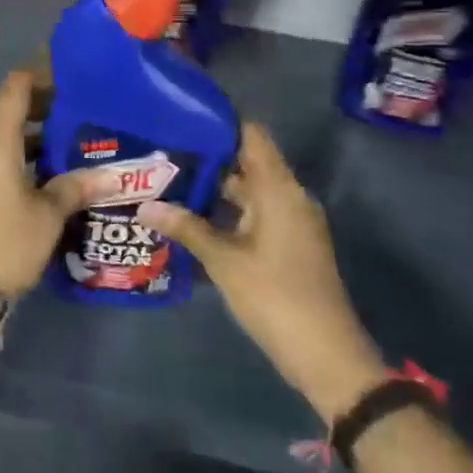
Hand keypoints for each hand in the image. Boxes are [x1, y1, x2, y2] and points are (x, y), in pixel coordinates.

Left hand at [0, 70, 87, 295]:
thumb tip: (111, 175)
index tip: (68, 74)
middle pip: (9, 110)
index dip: (39, 74)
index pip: (15, 87)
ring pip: (4, 137)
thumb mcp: (49, 213)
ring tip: (71, 140)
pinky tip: (49, 173)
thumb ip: (76, 186)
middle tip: (79, 110)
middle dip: (42, 106)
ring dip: (33, 135)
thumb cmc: (7, 239)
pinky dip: (22, 156)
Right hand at [139, 123, 386, 422]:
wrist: (327, 356)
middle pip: (246, 161)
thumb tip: (145, 205)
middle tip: (163, 151)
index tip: (181, 116)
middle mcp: (289, 196)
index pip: (251, 134)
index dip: (219, 121)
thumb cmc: (275, 297)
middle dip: (207, 157)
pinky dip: (228, 210)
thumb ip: (186, 227)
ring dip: (214, 187)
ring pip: (249, 190)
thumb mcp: (223, 260)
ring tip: (169, 180)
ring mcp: (291, 221)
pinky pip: (255, 212)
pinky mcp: (289, 243)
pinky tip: (193, 218)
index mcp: (278, 188)